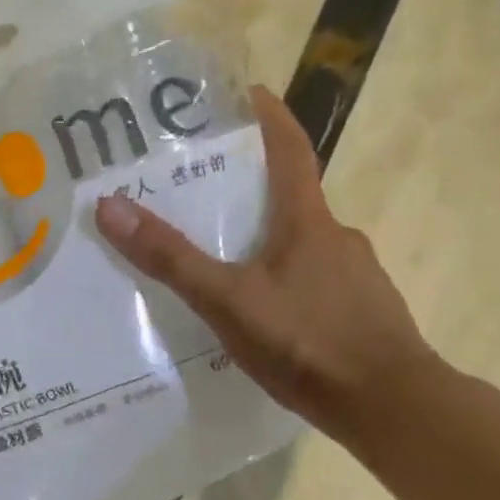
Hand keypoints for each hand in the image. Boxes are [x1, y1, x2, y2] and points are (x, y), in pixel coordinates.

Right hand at [95, 84, 434, 447]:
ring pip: (303, 246)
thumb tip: (109, 206)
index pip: (290, 151)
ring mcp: (356, 277)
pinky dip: (287, 284)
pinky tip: (266, 317)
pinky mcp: (362, 313)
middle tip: (204, 198)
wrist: (390, 405)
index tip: (248, 94)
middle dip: (251, 191)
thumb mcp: (228, 300)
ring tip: (225, 267)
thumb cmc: (308, 342)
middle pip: (291, 200)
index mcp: (308, 222)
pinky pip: (316, 284)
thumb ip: (171, 259)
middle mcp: (337, 238)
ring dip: (268, 243)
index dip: (269, 119)